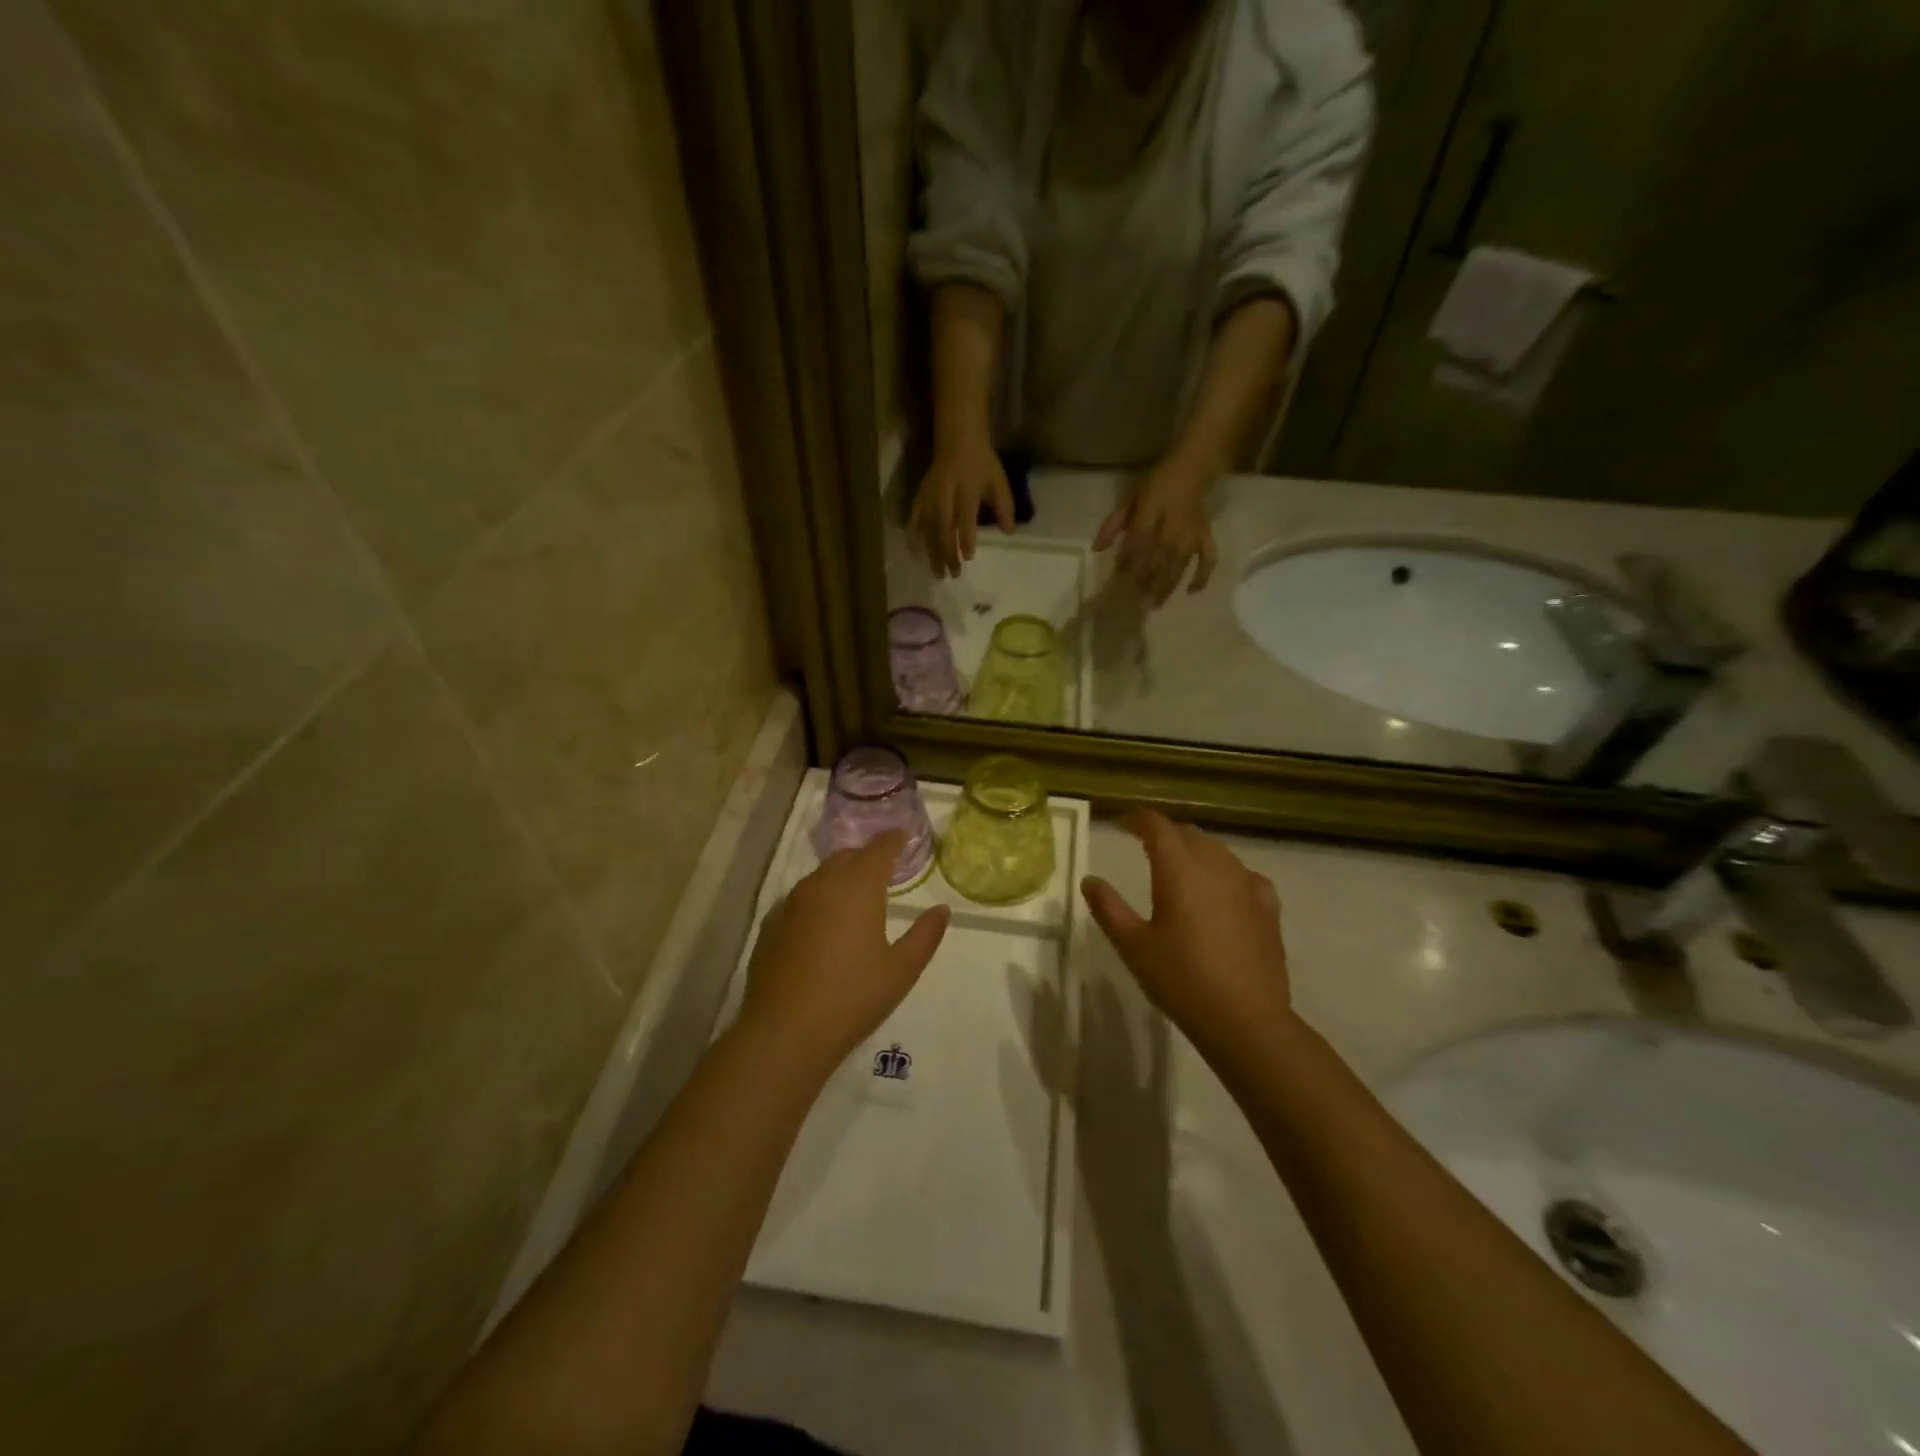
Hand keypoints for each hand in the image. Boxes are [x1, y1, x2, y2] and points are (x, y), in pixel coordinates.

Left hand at [739, 833, 950, 1070]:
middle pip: (848, 857)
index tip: (904, 837)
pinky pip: (800, 900)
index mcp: (858, 887)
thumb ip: (925, 935)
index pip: (879, 849)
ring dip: (841, 877)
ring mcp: (791, 903)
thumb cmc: (853, 997)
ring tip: (855, 897)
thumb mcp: (901, 970)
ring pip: (821, 876)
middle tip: (884, 870)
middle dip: (867, 857)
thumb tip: (941, 910)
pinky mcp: (771, 925)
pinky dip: (817, 901)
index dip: (894, 840)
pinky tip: (822, 925)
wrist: (785, 1031)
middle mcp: (822, 884)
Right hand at [910, 434, 1014, 577]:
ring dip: (932, 552)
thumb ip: (1005, 507)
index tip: (968, 557)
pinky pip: (914, 518)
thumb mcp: (998, 481)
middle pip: (944, 527)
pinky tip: (915, 553)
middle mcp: (945, 494)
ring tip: (937, 573)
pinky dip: (913, 536)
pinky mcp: (920, 497)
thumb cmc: (982, 464)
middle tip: (953, 574)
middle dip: (947, 553)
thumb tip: (1009, 532)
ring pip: (928, 528)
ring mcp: (930, 496)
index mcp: (967, 488)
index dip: (966, 537)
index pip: (965, 516)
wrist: (957, 441)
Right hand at [1080, 811, 1291, 1069]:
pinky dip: (1226, 872)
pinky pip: (1244, 875)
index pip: (1157, 826)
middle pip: (1189, 834)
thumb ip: (1109, 908)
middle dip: (1166, 833)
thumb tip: (1090, 880)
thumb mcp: (1133, 946)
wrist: (1246, 1020)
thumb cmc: (1182, 980)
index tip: (1121, 824)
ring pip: (1218, 851)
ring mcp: (1247, 885)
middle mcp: (1215, 866)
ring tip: (1180, 866)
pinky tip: (1223, 889)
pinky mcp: (1268, 908)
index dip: (1138, 819)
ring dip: (1195, 849)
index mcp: (1179, 869)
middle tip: (1145, 845)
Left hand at [1093, 455, 1218, 607]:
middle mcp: (1174, 524)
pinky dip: (1202, 575)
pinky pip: (1208, 558)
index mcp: (1153, 510)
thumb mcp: (1130, 500)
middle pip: (1159, 555)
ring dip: (1167, 585)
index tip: (1119, 574)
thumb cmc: (1156, 485)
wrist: (1192, 470)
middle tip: (1135, 597)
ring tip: (1154, 604)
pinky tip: (1191, 592)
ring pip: (1180, 563)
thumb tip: (1096, 549)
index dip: (1129, 557)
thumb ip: (1113, 525)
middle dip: (1147, 577)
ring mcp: (1192, 533)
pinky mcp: (1206, 537)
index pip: (1140, 538)